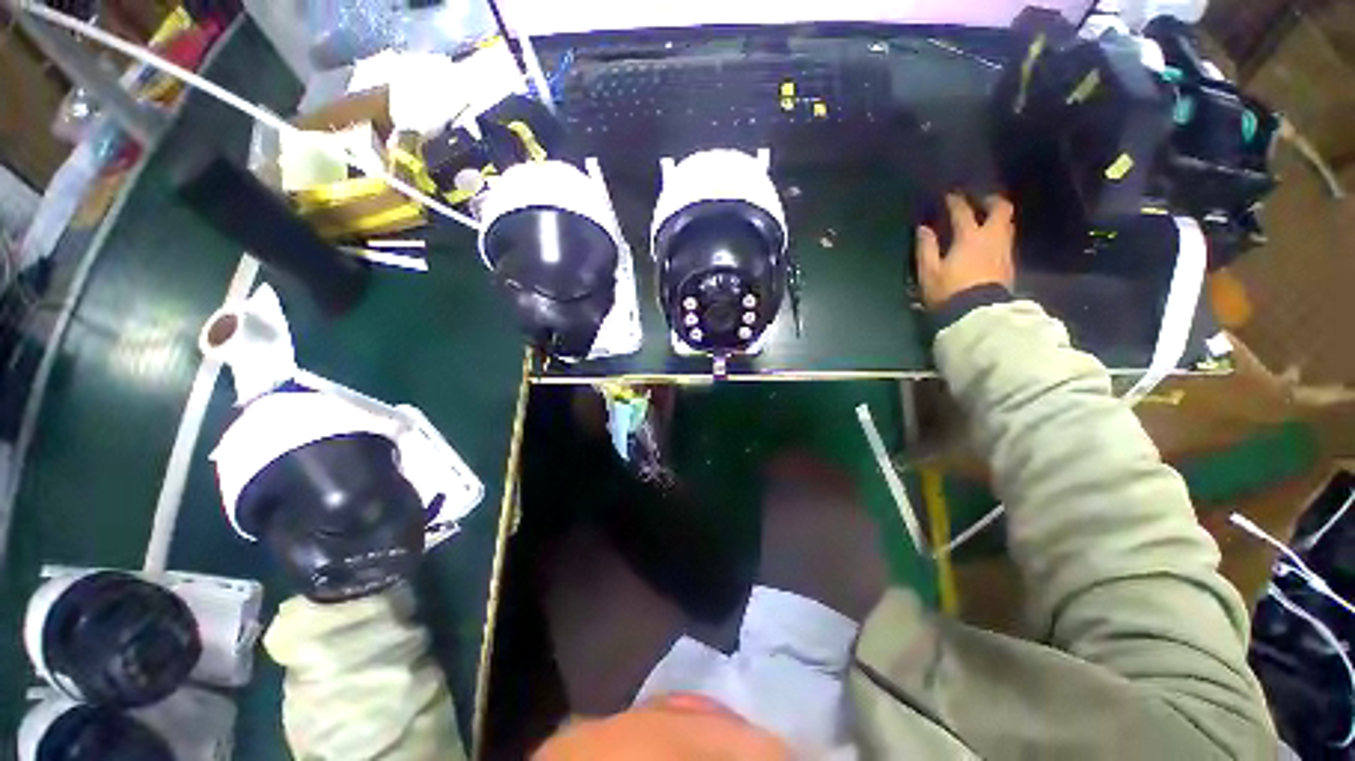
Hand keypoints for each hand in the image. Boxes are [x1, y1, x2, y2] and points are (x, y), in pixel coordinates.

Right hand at [916, 194, 1015, 308]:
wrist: (977, 314)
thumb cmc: (949, 291)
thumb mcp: (929, 272)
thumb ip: (926, 248)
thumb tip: (923, 229)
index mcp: (969, 237)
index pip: (963, 212)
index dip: (955, 201)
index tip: (949, 196)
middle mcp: (991, 238)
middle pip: (1000, 209)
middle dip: (989, 201)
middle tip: (978, 200)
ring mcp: (1004, 250)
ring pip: (1007, 223)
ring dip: (997, 216)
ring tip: (986, 218)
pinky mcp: (1009, 264)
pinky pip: (1007, 239)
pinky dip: (999, 232)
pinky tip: (990, 240)